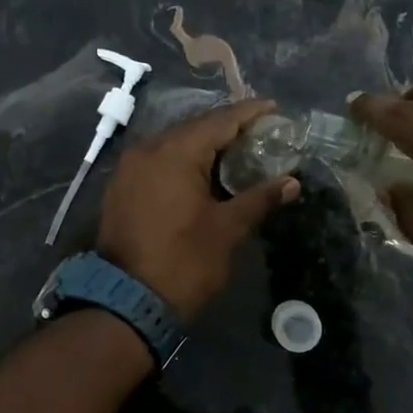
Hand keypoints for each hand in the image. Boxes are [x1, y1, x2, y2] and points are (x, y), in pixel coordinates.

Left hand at [96, 98, 299, 318]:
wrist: (127, 302)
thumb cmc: (183, 262)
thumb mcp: (227, 230)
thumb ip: (259, 198)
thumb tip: (291, 182)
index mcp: (175, 151)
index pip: (220, 120)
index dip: (250, 114)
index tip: (275, 110)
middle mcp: (147, 149)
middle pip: (194, 129)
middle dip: (227, 130)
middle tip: (260, 134)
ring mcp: (129, 169)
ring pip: (173, 146)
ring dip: (203, 148)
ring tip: (237, 154)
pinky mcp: (121, 189)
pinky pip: (157, 163)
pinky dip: (182, 164)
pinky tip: (203, 175)